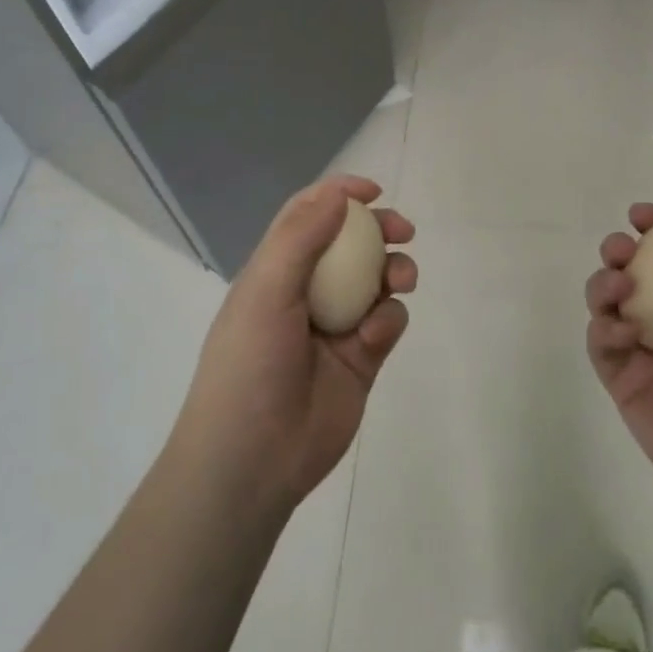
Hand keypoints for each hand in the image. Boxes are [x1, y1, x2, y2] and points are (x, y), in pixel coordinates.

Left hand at [174, 175, 415, 514]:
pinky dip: (388, 321)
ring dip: (393, 272)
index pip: (307, 218)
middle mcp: (306, 293)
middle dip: (379, 232)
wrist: (253, 460)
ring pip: (377, 283)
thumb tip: (336, 193)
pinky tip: (373, 337)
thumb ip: (300, 238)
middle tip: (403, 230)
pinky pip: (386, 323)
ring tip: (401, 280)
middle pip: (350, 246)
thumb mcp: (265, 291)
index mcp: (275, 272)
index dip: (337, 196)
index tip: (372, 191)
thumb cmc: (249, 366)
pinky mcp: (361, 360)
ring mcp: (335, 327)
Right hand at [585, 185, 652, 525]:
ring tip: (621, 288)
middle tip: (622, 252)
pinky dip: (604, 328)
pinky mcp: (624, 384)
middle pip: (631, 271)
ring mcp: (647, 352)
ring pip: (607, 303)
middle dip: (619, 251)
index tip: (640, 215)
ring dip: (604, 284)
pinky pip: (600, 342)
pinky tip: (625, 333)